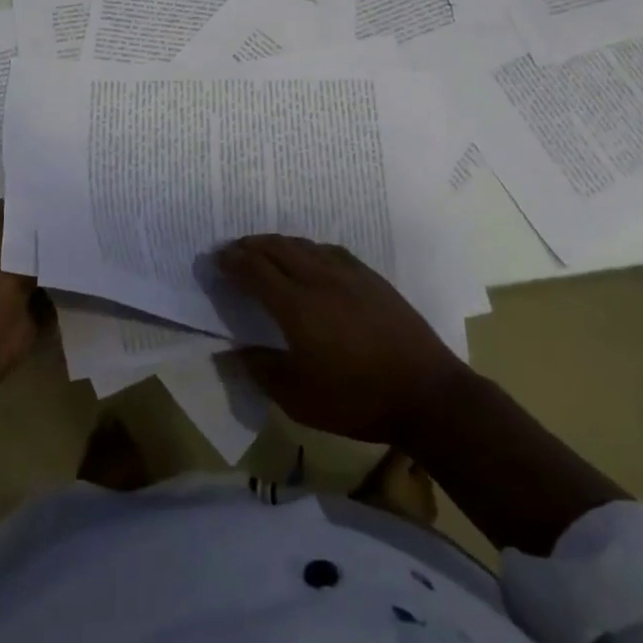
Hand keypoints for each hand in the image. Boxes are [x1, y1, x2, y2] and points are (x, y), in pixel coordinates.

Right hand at [217, 236, 468, 446]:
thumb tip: (233, 352)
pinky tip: (309, 256)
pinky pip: (330, 250)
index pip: (255, 271)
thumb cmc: (357, 399)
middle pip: (277, 249)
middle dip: (250, 246)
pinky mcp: (371, 278)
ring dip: (277, 243)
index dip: (233, 262)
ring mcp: (348, 274)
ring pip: (304, 246)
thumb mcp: (299, 399)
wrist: (426, 393)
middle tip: (233, 249)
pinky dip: (308, 248)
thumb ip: (261, 371)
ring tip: (264, 248)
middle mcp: (319, 279)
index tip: (217, 259)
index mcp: (296, 306)